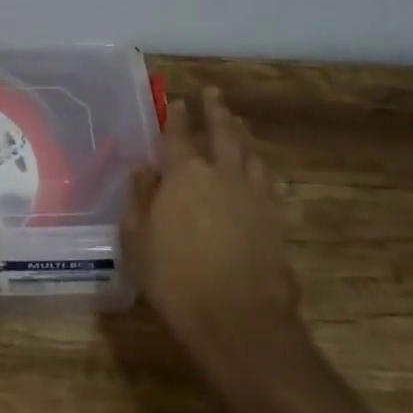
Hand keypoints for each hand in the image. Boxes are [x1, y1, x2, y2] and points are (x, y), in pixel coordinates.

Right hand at [123, 87, 299, 372]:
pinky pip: (267, 179)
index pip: (176, 134)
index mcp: (183, 174)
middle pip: (220, 131)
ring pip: (248, 151)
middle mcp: (220, 173)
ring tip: (237, 121)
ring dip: (240, 132)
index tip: (176, 100)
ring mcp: (252, 193)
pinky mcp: (274, 217)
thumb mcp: (138, 241)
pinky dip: (259, 165)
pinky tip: (258, 166)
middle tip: (213, 92)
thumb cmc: (176, 280)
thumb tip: (143, 170)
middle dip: (215, 110)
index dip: (175, 116)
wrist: (239, 320)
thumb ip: (140, 199)